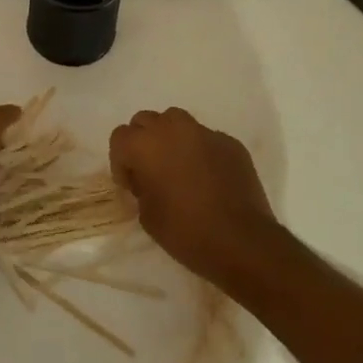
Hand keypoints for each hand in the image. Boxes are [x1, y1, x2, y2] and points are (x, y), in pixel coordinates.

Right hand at [110, 108, 278, 289]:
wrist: (242, 242)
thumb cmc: (187, 232)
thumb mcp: (147, 216)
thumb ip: (141, 187)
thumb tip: (147, 179)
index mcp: (146, 145)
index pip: (119, 137)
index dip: (120, 161)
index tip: (131, 185)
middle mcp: (172, 128)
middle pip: (145, 120)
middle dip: (142, 142)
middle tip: (151, 171)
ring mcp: (204, 132)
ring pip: (176, 121)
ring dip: (170, 138)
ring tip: (179, 166)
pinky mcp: (229, 142)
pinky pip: (206, 138)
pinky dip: (200, 151)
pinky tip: (209, 177)